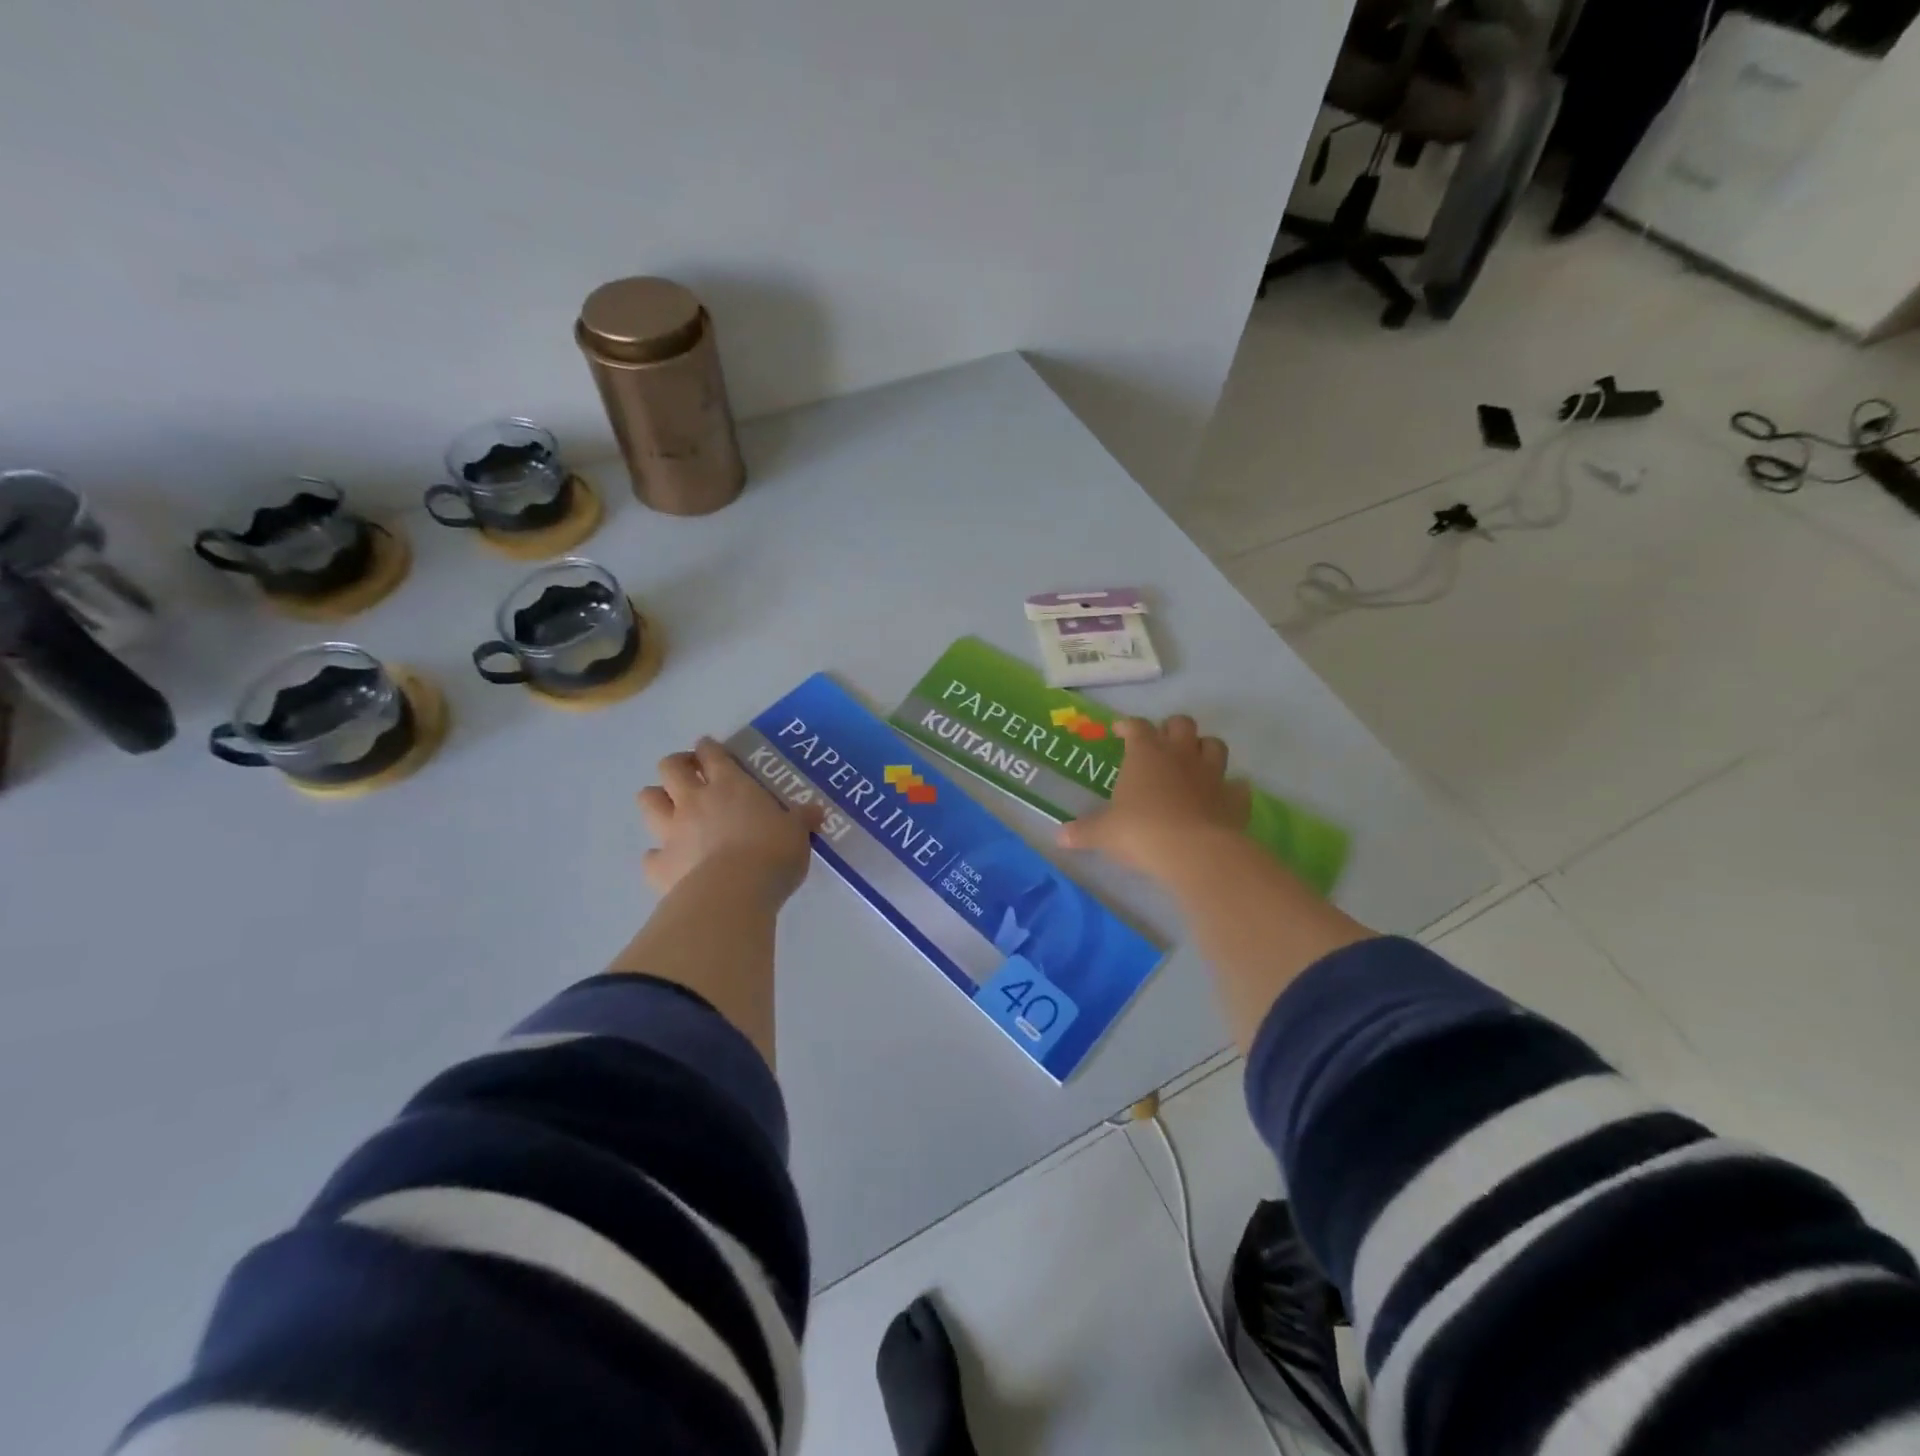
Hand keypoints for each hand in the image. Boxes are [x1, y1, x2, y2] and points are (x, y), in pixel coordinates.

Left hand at [637, 737, 826, 904]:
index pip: (712, 753)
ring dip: (656, 800)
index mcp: (730, 785)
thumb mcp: (797, 834)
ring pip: (648, 801)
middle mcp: (695, 801)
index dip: (709, 748)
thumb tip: (815, 811)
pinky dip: (658, 856)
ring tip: (670, 809)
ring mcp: (671, 832)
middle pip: (669, 767)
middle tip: (688, 772)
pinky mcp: (659, 866)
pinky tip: (671, 863)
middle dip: (676, 764)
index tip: (710, 748)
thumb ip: (802, 819)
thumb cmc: (772, 854)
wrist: (733, 894)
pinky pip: (650, 855)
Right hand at [1059, 715, 1249, 880]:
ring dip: (1204, 749)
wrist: (1193, 851)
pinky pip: (1237, 786)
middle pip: (1181, 724)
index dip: (1129, 725)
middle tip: (1160, 744)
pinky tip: (1221, 798)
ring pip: (1214, 745)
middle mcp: (1180, 755)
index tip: (1121, 731)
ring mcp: (1211, 774)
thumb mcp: (1104, 833)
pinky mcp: (1234, 798)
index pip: (1137, 727)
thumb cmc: (1141, 831)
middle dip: (1171, 729)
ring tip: (1193, 763)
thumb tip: (1059, 836)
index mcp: (1145, 754)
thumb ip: (1083, 831)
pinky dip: (1230, 789)